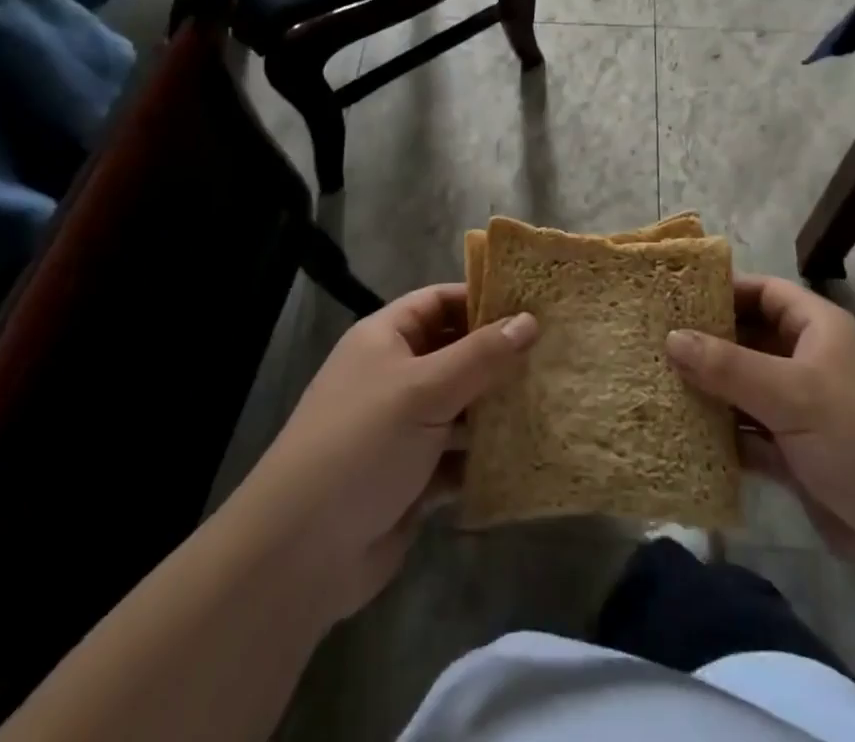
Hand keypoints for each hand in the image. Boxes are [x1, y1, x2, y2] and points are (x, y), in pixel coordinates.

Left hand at [228, 284, 536, 623]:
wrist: (299, 555)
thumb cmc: (361, 445)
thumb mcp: (424, 389)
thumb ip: (481, 355)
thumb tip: (530, 320)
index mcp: (386, 339)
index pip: (440, 301)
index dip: (483, 299)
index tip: (534, 305)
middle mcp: (395, 376)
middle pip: (455, 353)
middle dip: (499, 356)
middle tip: (555, 354)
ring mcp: (404, 429)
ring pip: (462, 406)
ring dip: (497, 408)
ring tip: (553, 399)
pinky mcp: (414, 478)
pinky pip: (459, 456)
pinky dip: (486, 456)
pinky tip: (527, 454)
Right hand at [666, 276, 854, 563]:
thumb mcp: (791, 394)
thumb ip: (727, 365)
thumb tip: (670, 337)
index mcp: (819, 329)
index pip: (765, 292)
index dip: (725, 290)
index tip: (676, 297)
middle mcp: (809, 361)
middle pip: (750, 339)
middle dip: (708, 343)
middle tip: (654, 342)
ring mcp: (803, 410)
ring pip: (746, 388)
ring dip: (710, 390)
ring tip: (657, 384)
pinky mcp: (797, 454)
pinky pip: (750, 433)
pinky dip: (723, 433)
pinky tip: (683, 433)